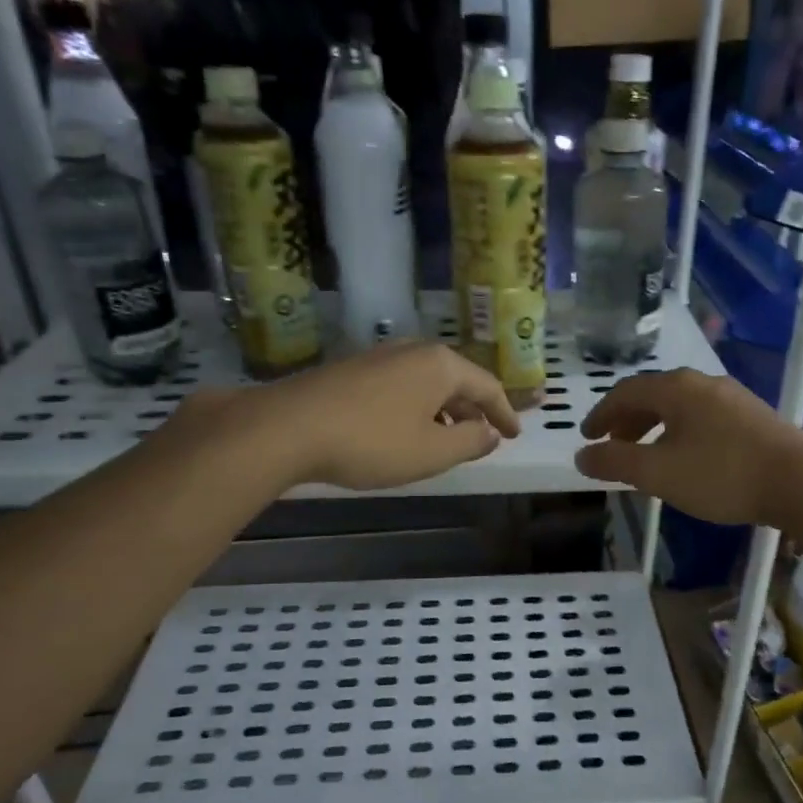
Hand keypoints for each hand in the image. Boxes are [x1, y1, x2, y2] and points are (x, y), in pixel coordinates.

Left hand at [243, 341, 520, 490]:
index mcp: (441, 365)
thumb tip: (489, 433)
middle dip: (473, 410)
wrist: (288, 428)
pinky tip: (405, 431)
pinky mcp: (351, 370)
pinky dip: (415, 408)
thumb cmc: (372, 442)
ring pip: (426, 383)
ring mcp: (379, 357)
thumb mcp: (432, 451)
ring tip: (446, 438)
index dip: (504, 413)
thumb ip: (470, 442)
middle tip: (483, 436)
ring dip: (443, 410)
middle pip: (456, 380)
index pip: (487, 386)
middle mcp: (412, 351)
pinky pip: (400, 387)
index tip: (514, 435)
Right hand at [574, 369, 802, 526]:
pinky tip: (685, 457)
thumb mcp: (657, 473)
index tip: (587, 437)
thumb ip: (615, 463)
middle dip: (626, 420)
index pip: (624, 392)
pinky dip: (679, 432)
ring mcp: (732, 397)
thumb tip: (580, 456)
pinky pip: (701, 417)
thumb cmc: (721, 474)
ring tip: (645, 454)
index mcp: (676, 388)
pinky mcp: (752, 416)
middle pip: (652, 394)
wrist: (800, 482)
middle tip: (611, 445)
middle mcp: (702, 382)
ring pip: (679, 406)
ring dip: (653, 426)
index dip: (600, 414)